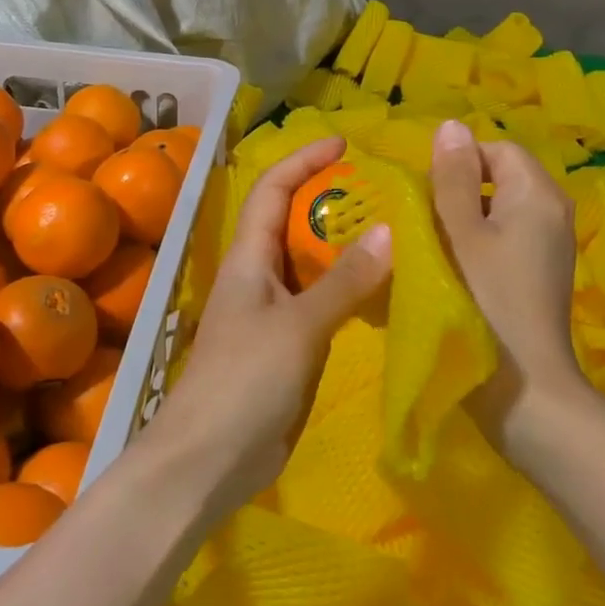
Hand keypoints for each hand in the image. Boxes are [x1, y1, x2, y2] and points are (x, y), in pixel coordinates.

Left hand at [147, 137, 391, 515]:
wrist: (209, 461)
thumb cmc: (244, 381)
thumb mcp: (299, 325)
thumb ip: (344, 281)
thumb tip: (390, 230)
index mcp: (248, 258)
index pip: (271, 190)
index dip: (302, 160)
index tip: (343, 144)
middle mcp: (259, 277)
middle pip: (293, 223)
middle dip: (331, 201)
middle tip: (385, 193)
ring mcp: (273, 314)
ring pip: (311, 266)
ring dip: (345, 247)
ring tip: (395, 234)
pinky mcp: (288, 347)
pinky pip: (322, 304)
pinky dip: (349, 291)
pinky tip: (383, 292)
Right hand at [430, 120, 590, 451]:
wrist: (524, 391)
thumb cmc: (485, 302)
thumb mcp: (460, 233)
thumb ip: (453, 177)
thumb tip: (452, 126)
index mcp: (539, 194)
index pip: (497, 148)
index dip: (458, 162)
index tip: (427, 196)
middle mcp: (553, 212)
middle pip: (500, 177)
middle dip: (459, 191)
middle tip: (426, 224)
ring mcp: (549, 246)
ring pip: (499, 210)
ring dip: (464, 220)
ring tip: (433, 246)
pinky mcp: (539, 273)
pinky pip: (505, 238)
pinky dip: (478, 244)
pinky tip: (454, 270)